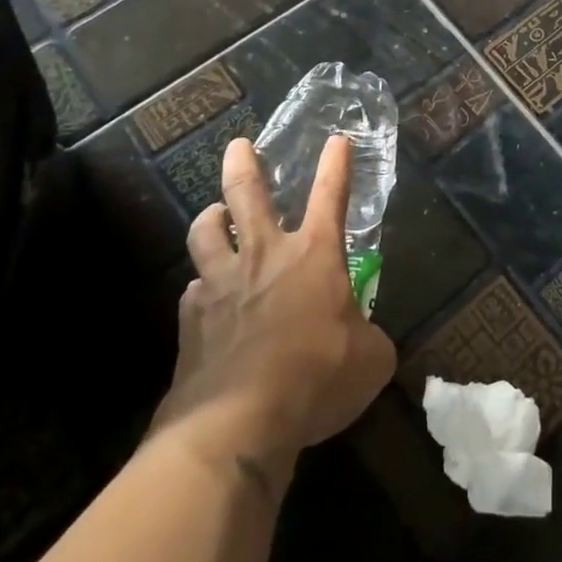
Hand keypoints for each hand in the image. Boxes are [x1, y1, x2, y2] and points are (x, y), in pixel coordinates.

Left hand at [151, 135, 395, 475]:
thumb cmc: (317, 378)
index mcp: (315, 255)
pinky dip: (202, 289)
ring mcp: (222, 284)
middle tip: (238, 144)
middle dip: (243, 163)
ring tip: (214, 216)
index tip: (337, 139)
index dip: (337, 165)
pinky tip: (206, 300)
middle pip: (248, 194)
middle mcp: (265, 256)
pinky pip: (193, 291)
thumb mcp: (371, 359)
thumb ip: (368, 337)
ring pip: (205, 232)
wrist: (238, 422)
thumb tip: (363, 341)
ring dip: (210, 218)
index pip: (331, 195)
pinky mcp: (191, 320)